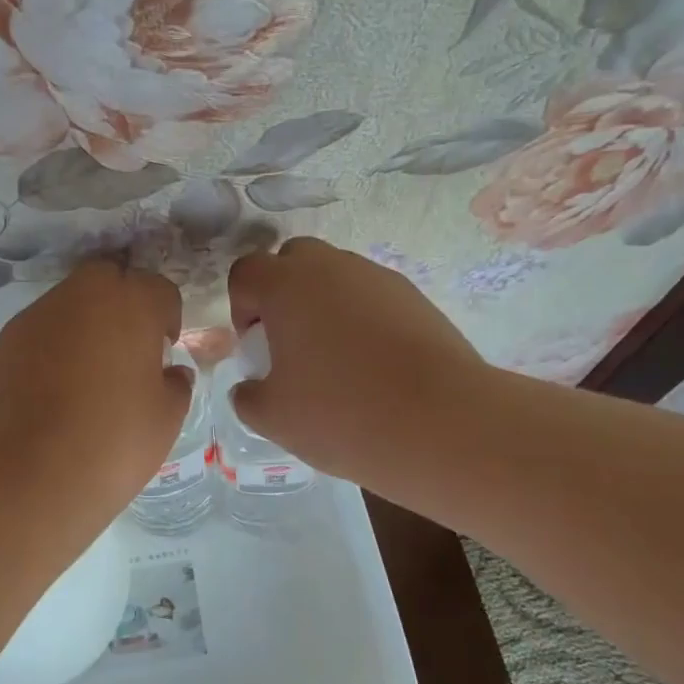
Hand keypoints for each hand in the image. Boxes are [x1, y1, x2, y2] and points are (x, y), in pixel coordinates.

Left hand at [0, 260, 190, 515]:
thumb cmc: (111, 445)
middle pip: (108, 277)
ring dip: (86, 323)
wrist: (24, 480)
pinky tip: (56, 390)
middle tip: (129, 348)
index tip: (165, 350)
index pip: (158, 289)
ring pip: (69, 302)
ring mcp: (35, 317)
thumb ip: (176, 385)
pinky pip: (40, 331)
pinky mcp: (3, 343)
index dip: (167, 317)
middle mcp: (80, 296)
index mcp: (130, 304)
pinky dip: (53, 346)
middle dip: (123, 302)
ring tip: (90, 373)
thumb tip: (170, 373)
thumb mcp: (166, 419)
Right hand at [226, 237, 487, 488]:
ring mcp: (378, 278)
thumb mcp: (272, 417)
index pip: (246, 272)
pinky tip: (375, 367)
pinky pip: (373, 298)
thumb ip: (247, 396)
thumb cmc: (341, 414)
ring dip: (325, 307)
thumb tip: (251, 388)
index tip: (257, 348)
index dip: (242, 308)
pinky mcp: (416, 298)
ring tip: (338, 362)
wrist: (442, 422)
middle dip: (283, 295)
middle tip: (292, 345)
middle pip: (293, 261)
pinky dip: (363, 320)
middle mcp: (331, 267)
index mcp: (286, 285)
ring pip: (337, 277)